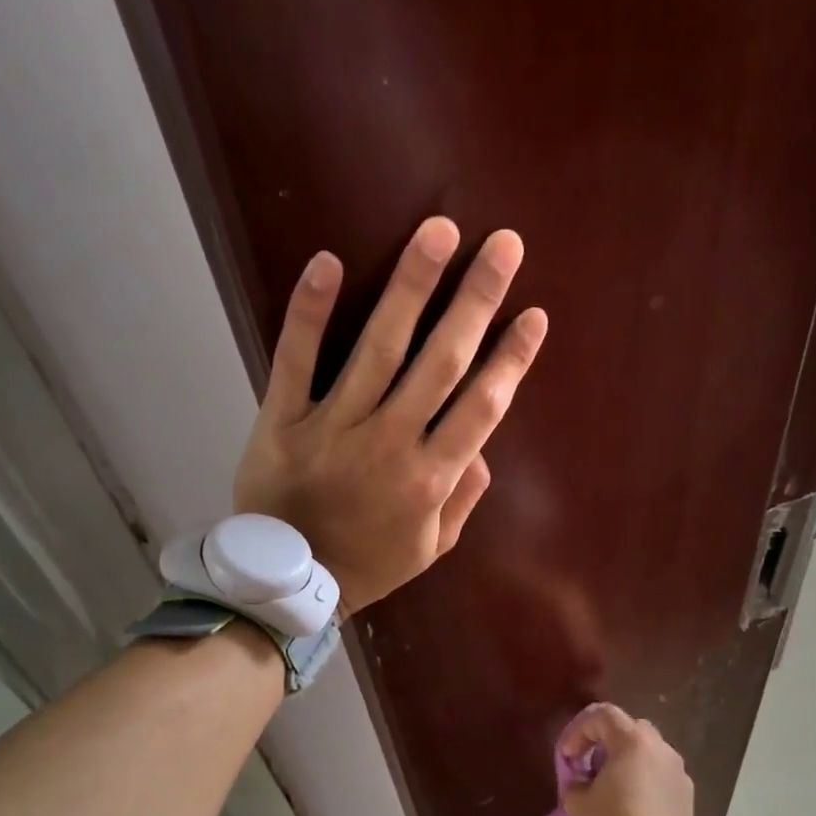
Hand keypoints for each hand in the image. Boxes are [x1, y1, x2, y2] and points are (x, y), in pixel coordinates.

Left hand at [234, 217, 547, 613]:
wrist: (289, 585)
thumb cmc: (368, 566)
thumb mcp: (431, 547)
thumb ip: (463, 498)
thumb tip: (482, 447)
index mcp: (430, 478)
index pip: (482, 406)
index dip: (512, 359)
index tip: (533, 316)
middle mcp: (390, 444)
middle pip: (441, 362)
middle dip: (476, 300)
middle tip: (503, 245)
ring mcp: (333, 428)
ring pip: (378, 348)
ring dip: (411, 286)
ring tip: (438, 231)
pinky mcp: (282, 421)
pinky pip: (295, 361)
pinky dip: (309, 313)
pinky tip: (327, 261)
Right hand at [556, 704, 694, 815]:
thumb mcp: (577, 805)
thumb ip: (576, 783)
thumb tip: (585, 782)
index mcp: (633, 742)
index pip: (603, 715)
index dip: (578, 730)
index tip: (567, 757)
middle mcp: (662, 750)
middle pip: (630, 731)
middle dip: (605, 744)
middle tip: (589, 768)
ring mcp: (680, 775)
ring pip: (648, 756)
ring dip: (627, 765)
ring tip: (609, 791)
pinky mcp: (688, 800)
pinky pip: (660, 780)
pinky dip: (643, 785)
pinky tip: (630, 809)